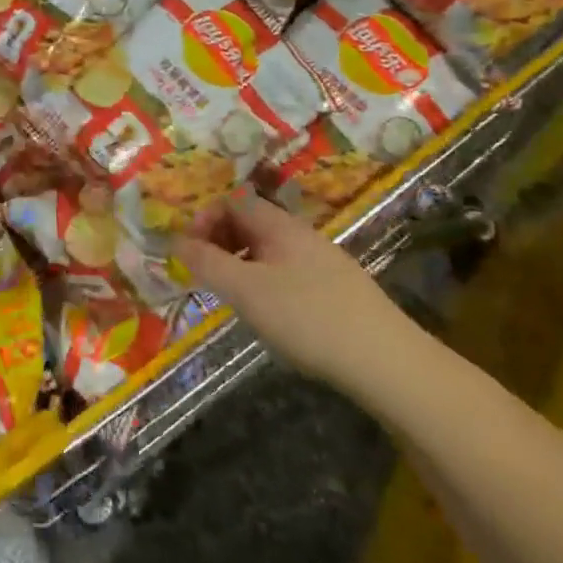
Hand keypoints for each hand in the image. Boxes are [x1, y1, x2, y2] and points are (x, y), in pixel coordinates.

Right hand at [174, 197, 411, 387]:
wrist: (385, 360)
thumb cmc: (307, 318)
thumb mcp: (246, 291)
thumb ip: (209, 263)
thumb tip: (177, 240)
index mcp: (279, 225)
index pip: (233, 202)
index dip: (205, 220)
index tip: (189, 252)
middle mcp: (301, 234)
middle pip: (251, 222)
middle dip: (220, 242)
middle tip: (206, 276)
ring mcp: (323, 261)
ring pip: (269, 250)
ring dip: (241, 264)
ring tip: (233, 298)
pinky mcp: (337, 289)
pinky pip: (288, 271)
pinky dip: (266, 282)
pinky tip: (271, 315)